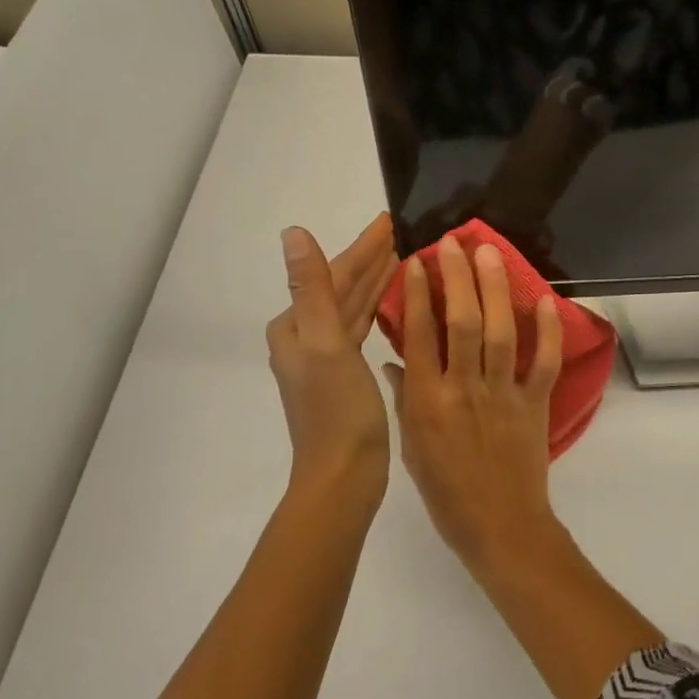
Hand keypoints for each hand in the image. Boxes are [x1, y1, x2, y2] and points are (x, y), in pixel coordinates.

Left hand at [267, 214, 398, 511]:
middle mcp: (305, 337)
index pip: (333, 274)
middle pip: (343, 288)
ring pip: (354, 308)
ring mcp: (325, 357)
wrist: (343, 477)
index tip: (391, 221)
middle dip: (372, 260)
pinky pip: (362, 329)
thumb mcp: (325, 343)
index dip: (363, 247)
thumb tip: (291, 232)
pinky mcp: (345, 374)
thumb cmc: (336, 411)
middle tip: (406, 232)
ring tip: (407, 257)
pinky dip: (378, 311)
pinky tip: (397, 302)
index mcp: (295, 326)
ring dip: (377, 282)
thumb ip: (311, 287)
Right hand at [383, 235, 562, 570]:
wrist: (499, 527)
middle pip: (461, 322)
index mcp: (428, 401)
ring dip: (496, 289)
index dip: (417, 295)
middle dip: (457, 278)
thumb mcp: (411, 447)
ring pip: (499, 332)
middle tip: (454, 242)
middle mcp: (464, 389)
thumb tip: (393, 360)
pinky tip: (545, 299)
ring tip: (490, 253)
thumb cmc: (446, 492)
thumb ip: (404, 399)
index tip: (416, 261)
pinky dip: (548, 331)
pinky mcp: (535, 405)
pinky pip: (543, 363)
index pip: (420, 336)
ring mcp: (503, 395)